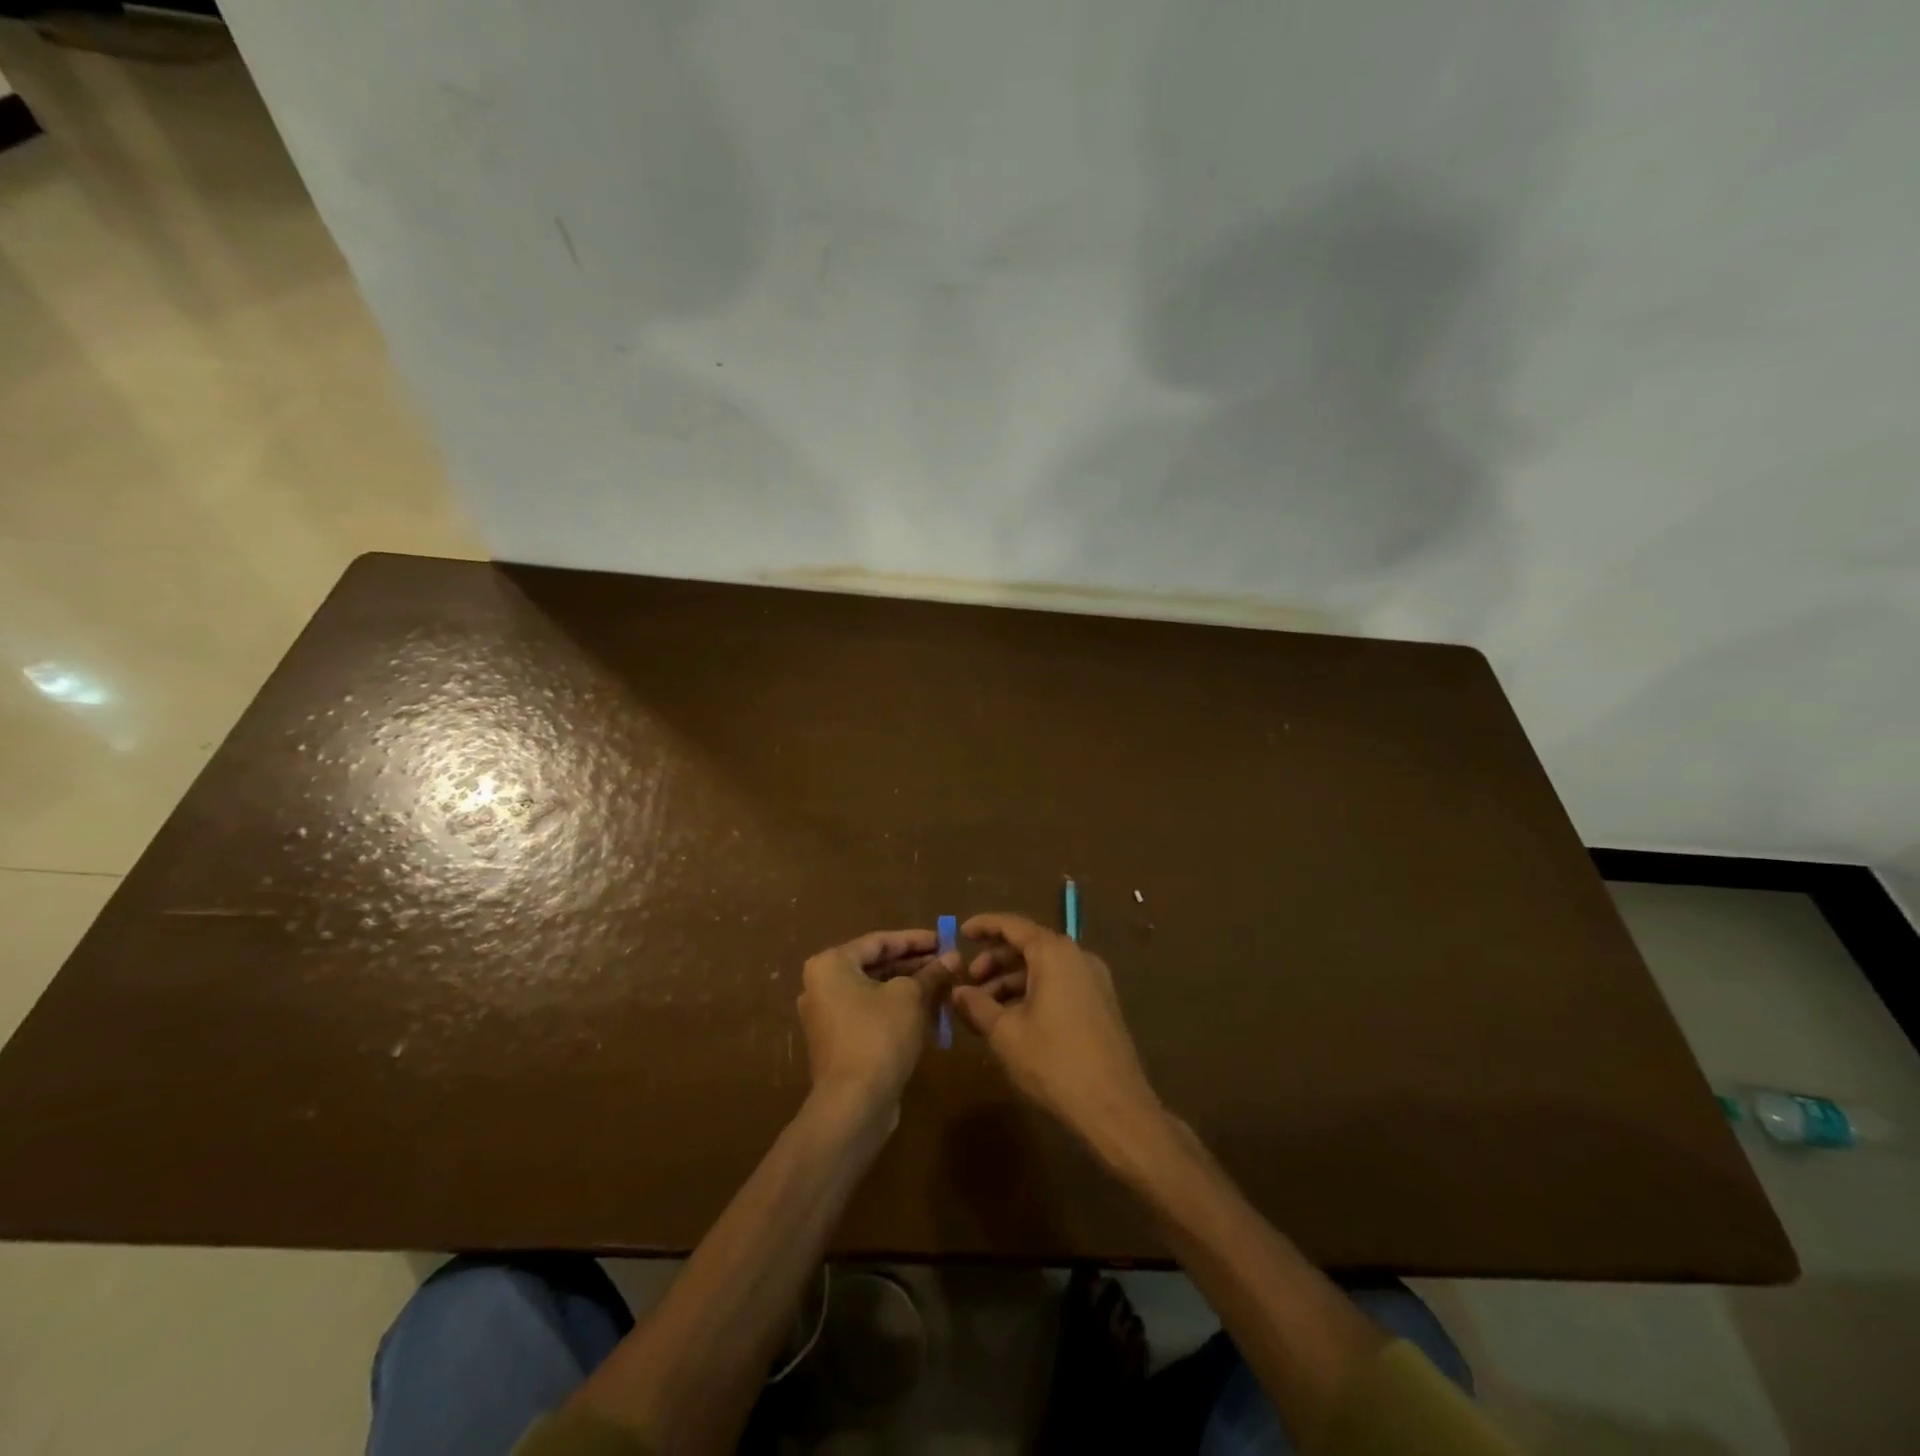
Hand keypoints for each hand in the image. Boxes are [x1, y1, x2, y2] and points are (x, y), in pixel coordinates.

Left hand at [798, 929, 958, 1114]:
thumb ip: (931, 973)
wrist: (853, 1104)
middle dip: (915, 965)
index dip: (916, 940)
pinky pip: (872, 1015)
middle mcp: (822, 986)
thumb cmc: (878, 1035)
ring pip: (876, 992)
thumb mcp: (910, 997)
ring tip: (945, 986)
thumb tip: (954, 958)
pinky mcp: (839, 1043)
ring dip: (910, 988)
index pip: (879, 941)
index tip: (945, 939)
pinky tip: (929, 1013)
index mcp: (830, 965)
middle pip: (876, 966)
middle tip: (948, 963)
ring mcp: (828, 1017)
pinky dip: (898, 1010)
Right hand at [951, 913, 1161, 1144]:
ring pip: (1043, 967)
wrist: (1114, 1106)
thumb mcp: (1005, 1033)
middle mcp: (1077, 956)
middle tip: (969, 983)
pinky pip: (1059, 983)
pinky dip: (1032, 991)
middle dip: (995, 960)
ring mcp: (1093, 979)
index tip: (960, 933)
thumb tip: (956, 991)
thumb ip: (977, 1005)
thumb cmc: (1054, 1062)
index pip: (1012, 925)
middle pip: (1028, 945)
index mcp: (1054, 953)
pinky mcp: (1100, 1002)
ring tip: (985, 1007)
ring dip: (1011, 980)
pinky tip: (1013, 1018)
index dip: (984, 926)